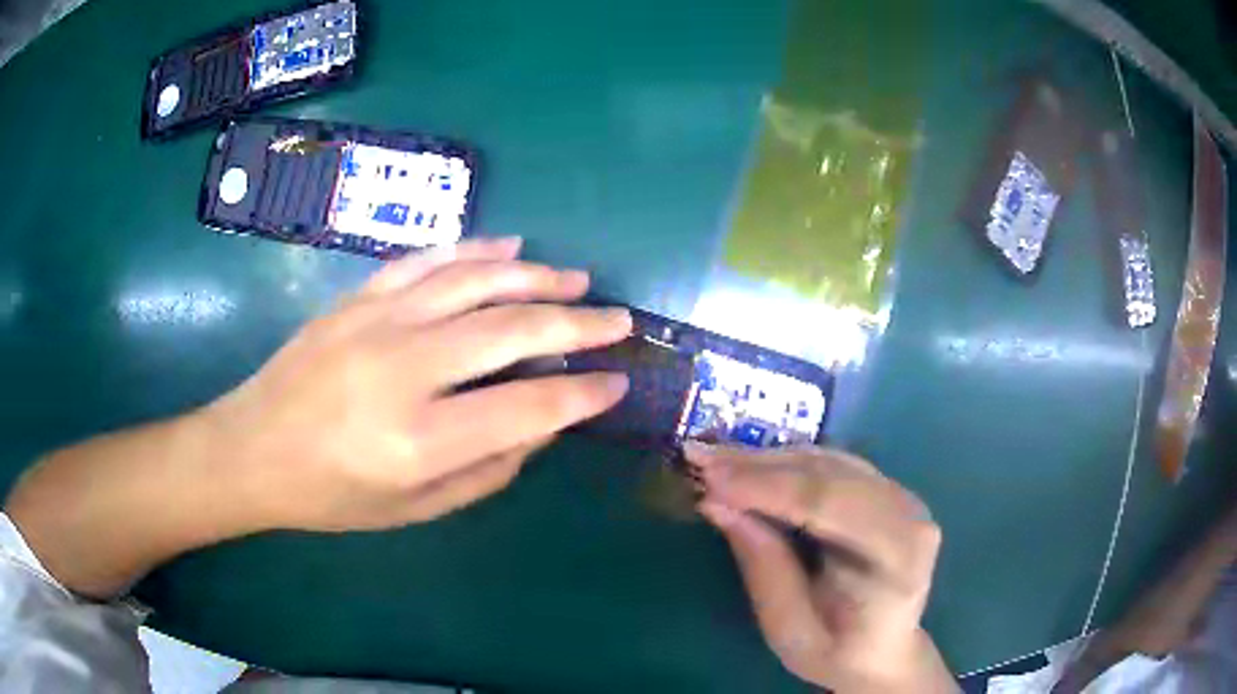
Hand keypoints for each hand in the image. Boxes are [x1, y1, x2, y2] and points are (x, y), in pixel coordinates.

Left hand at [5, 238, 631, 595]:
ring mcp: (378, 320)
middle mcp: (404, 369)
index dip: (582, 394)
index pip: (528, 407)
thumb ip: (487, 470)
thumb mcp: (415, 510)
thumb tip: (540, 425)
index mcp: (420, 440)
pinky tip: (509, 247)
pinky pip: (427, 261)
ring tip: (577, 277)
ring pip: (476, 281)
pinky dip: (474, 250)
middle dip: (577, 323)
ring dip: (536, 276)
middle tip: (618, 319)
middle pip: (512, 329)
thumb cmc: (331, 495)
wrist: (252, 449)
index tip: (616, 384)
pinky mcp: (357, 297)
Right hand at [687, 444, 955, 693]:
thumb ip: (762, 566)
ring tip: (714, 460)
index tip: (709, 481)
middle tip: (698, 459)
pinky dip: (786, 464)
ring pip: (829, 461)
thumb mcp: (790, 630)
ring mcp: (901, 497)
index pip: (831, 503)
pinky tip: (749, 466)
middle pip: (830, 474)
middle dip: (759, 466)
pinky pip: (833, 466)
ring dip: (768, 459)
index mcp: (897, 556)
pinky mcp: (886, 491)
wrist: (882, 651)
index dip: (767, 487)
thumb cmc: (837, 652)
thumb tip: (716, 504)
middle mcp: (908, 514)